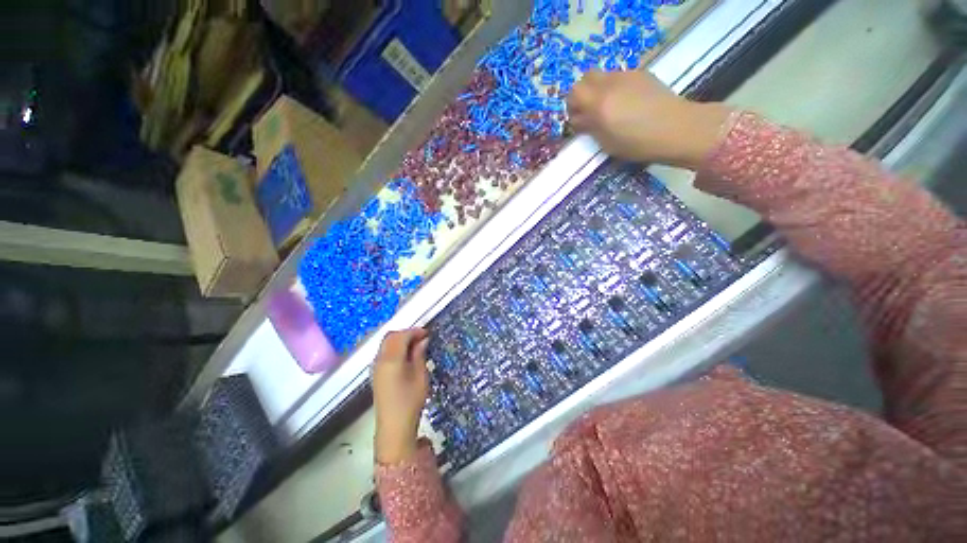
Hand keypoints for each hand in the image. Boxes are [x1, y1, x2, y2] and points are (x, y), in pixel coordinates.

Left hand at [372, 328, 430, 463]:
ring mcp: (376, 367)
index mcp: (391, 359)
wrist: (394, 428)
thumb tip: (423, 339)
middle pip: (390, 337)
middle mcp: (380, 360)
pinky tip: (406, 356)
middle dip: (406, 333)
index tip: (427, 333)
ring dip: (400, 340)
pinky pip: (384, 352)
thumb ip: (419, 355)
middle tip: (422, 338)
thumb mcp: (420, 376)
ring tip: (416, 346)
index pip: (401, 336)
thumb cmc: (410, 401)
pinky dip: (395, 348)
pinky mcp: (376, 374)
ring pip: (386, 344)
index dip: (414, 331)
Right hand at [567, 70, 731, 169]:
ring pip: (603, 76)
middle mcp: (610, 84)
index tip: (578, 120)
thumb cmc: (637, 143)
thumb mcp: (606, 142)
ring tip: (610, 107)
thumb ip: (589, 127)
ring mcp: (627, 76)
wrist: (676, 128)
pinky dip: (615, 87)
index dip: (572, 106)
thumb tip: (580, 119)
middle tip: (589, 110)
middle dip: (583, 93)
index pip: (574, 94)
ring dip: (599, 90)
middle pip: (585, 78)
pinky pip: (619, 77)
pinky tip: (627, 103)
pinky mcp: (641, 74)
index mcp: (599, 103)